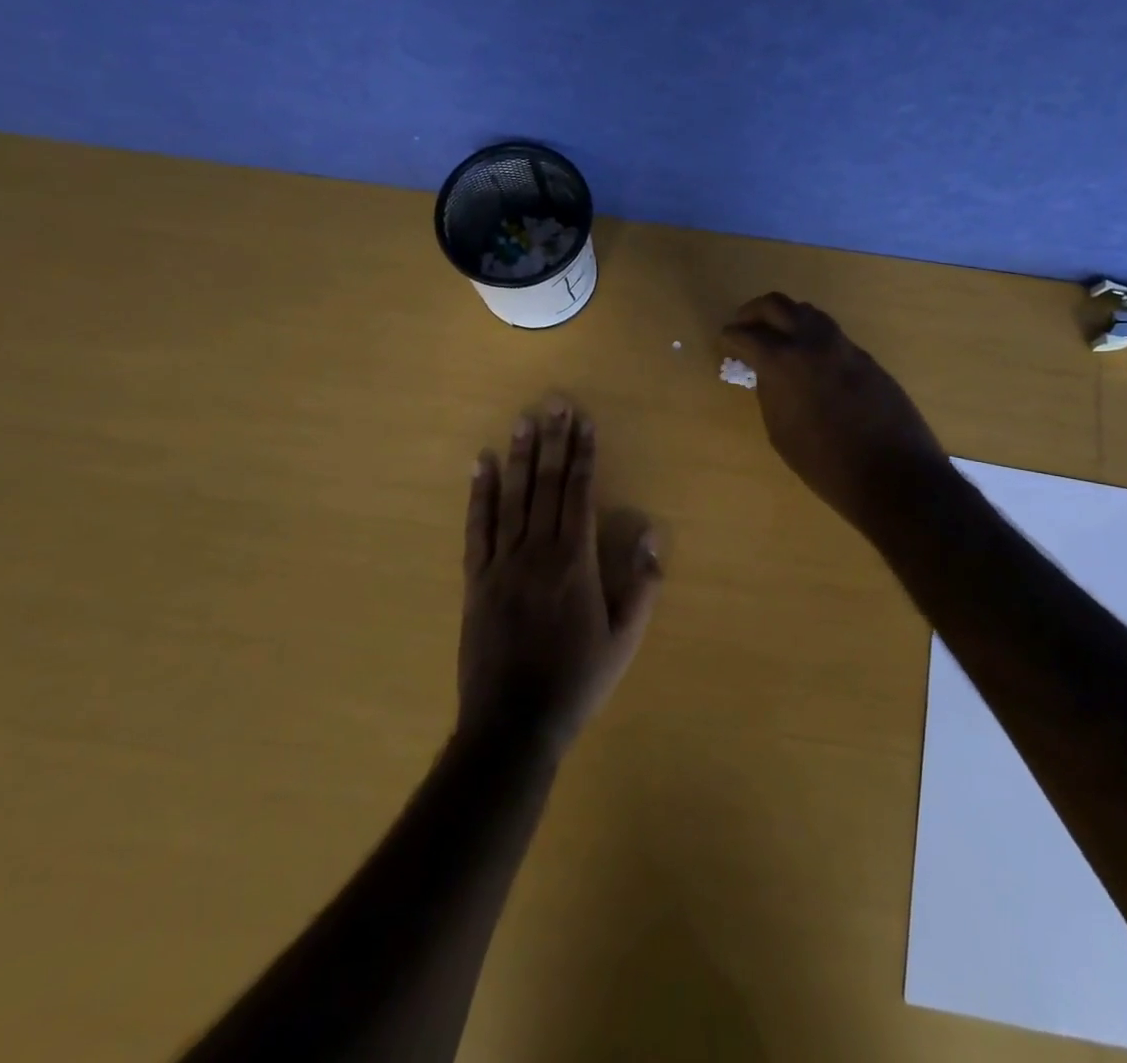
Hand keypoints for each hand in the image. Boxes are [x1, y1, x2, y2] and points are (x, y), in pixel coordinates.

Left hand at [459, 403, 661, 755]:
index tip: (584, 422)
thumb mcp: (624, 639)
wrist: (513, 723)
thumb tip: (650, 531)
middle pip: (546, 485)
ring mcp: (501, 563)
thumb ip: (642, 584)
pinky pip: (477, 528)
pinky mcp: (475, 579)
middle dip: (553, 442)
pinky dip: (479, 494)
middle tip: (554, 403)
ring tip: (523, 420)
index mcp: (575, 562)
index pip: (579, 494)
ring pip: (512, 498)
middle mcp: (537, 551)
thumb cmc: (577, 680)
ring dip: (520, 456)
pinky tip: (482, 465)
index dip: (582, 455)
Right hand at [723, 293, 950, 539]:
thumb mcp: (780, 431)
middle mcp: (813, 342)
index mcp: (784, 362)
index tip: (724, 342)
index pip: (747, 334)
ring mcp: (843, 346)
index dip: (730, 337)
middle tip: (742, 326)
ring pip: (808, 312)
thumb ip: (770, 392)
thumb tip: (768, 373)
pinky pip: (830, 333)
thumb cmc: (825, 464)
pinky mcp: (866, 357)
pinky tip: (807, 358)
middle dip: (753, 312)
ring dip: (786, 318)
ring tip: (774, 338)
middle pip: (776, 305)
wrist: (893, 475)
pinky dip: (810, 336)